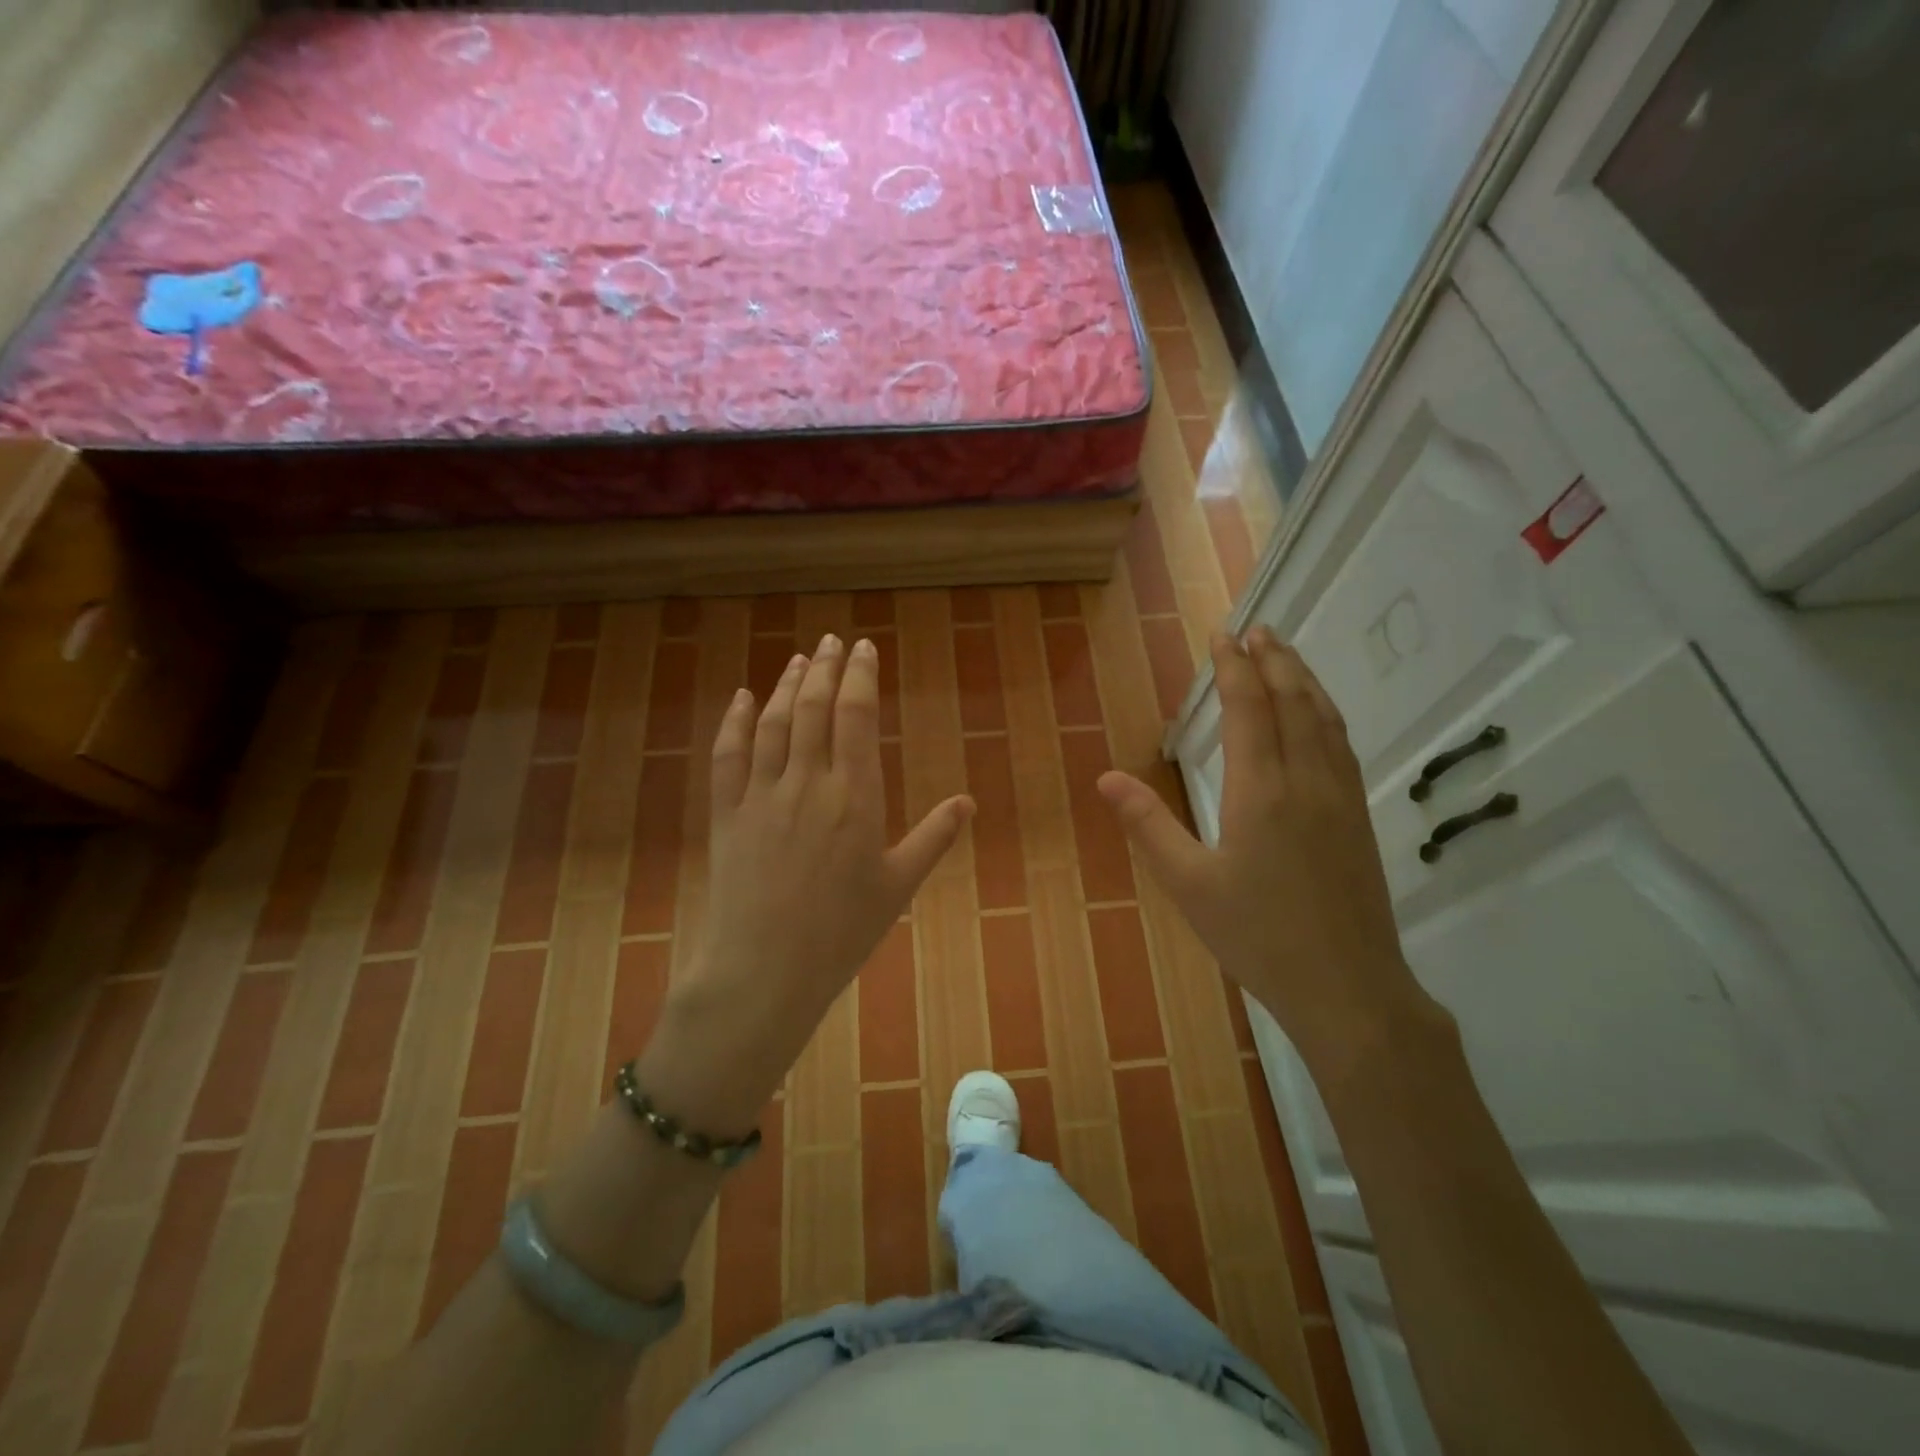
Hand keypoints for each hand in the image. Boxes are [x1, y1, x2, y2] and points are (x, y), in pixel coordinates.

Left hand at [639, 634, 973, 1131]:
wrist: (765, 970)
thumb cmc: (841, 932)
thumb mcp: (898, 886)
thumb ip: (934, 838)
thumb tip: (968, 802)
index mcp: (854, 797)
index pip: (856, 717)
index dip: (860, 676)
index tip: (864, 648)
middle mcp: (807, 783)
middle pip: (813, 708)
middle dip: (826, 668)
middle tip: (833, 640)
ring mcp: (761, 795)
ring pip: (773, 723)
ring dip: (786, 684)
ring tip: (800, 659)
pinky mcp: (726, 813)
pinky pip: (727, 755)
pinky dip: (733, 721)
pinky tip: (741, 697)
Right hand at [1097, 626, 1436, 1076]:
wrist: (1348, 987)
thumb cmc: (1257, 935)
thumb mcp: (1188, 884)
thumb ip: (1148, 825)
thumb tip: (1106, 777)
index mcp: (1261, 791)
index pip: (1249, 709)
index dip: (1235, 668)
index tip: (1223, 636)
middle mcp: (1306, 780)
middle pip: (1293, 701)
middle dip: (1274, 659)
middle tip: (1257, 628)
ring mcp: (1340, 797)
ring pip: (1324, 718)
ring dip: (1304, 679)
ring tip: (1286, 655)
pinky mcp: (1357, 817)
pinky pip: (1341, 744)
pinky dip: (1325, 713)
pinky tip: (1318, 715)